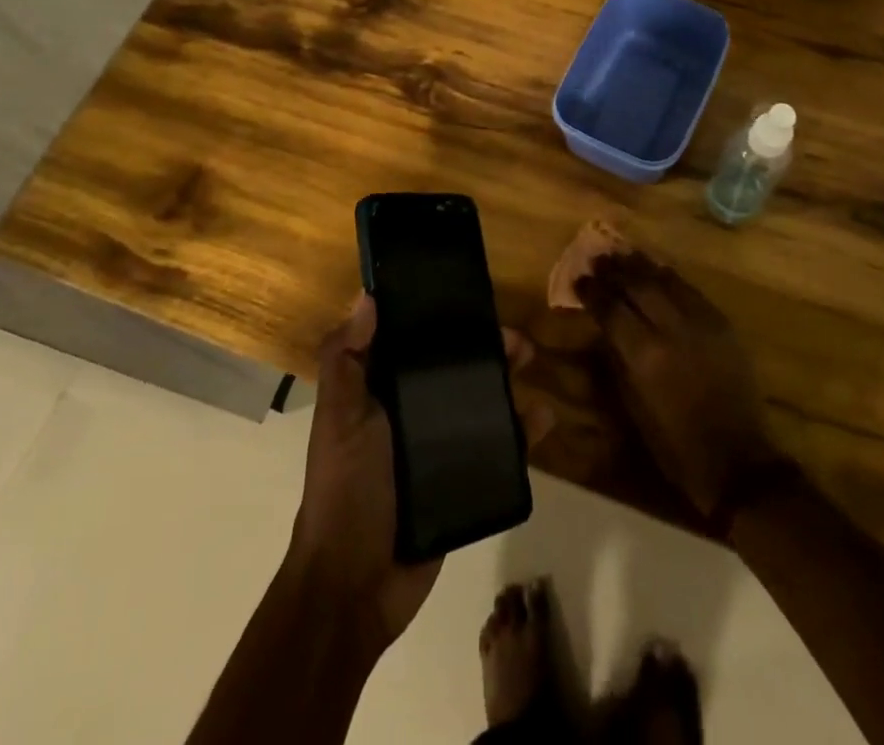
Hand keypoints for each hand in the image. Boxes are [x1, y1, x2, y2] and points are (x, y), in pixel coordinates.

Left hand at [287, 296, 550, 657]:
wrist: (356, 586)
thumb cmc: (347, 489)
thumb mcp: (340, 418)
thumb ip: (346, 359)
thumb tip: (367, 297)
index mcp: (380, 391)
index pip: (413, 342)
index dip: (439, 318)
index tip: (471, 298)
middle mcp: (411, 412)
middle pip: (454, 368)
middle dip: (485, 348)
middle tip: (516, 338)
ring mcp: (439, 447)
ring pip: (480, 402)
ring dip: (508, 381)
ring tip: (533, 365)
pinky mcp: (463, 480)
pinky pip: (498, 448)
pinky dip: (522, 431)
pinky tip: (543, 418)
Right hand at [576, 251, 782, 521]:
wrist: (737, 460)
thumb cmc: (675, 443)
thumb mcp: (633, 406)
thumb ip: (617, 359)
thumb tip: (604, 328)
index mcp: (645, 355)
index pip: (612, 309)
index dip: (593, 292)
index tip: (580, 280)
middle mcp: (672, 329)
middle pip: (638, 285)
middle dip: (615, 270)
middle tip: (598, 260)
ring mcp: (701, 323)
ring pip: (666, 280)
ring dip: (642, 266)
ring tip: (625, 255)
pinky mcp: (723, 324)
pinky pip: (691, 290)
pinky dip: (671, 278)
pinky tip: (659, 271)